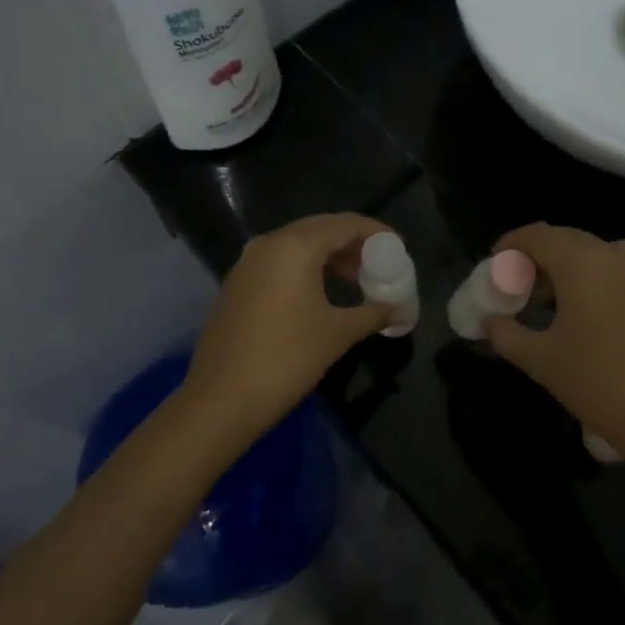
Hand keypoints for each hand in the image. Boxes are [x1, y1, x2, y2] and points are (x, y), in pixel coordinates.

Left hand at [177, 213, 395, 458]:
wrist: (220, 400)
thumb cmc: (287, 359)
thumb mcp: (338, 334)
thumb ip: (374, 314)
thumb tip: (403, 312)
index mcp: (295, 246)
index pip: (346, 224)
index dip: (376, 233)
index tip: (399, 248)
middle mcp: (269, 243)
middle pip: (321, 228)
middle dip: (353, 243)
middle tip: (379, 264)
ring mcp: (248, 262)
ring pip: (298, 244)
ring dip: (329, 256)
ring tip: (356, 281)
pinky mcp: (237, 282)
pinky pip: (279, 260)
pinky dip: (305, 267)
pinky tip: (321, 293)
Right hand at [484, 224, 624, 474]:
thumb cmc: (599, 385)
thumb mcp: (541, 361)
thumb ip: (506, 334)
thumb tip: (491, 321)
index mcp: (581, 264)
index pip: (538, 235)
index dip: (512, 243)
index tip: (496, 261)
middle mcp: (614, 256)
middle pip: (567, 238)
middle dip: (539, 253)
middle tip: (521, 282)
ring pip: (597, 249)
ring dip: (571, 260)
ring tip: (558, 292)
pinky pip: (624, 264)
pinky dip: (602, 270)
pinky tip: (597, 303)